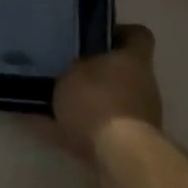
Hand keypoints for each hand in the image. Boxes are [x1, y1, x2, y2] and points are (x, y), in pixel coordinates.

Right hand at [51, 25, 162, 163]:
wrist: (117, 155)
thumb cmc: (97, 100)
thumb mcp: (73, 72)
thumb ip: (73, 67)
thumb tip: (71, 66)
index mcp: (135, 59)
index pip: (138, 35)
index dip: (119, 32)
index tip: (95, 36)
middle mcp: (143, 85)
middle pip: (122, 71)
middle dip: (97, 72)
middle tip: (65, 69)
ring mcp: (139, 116)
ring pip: (109, 101)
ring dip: (87, 102)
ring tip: (51, 101)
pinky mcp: (127, 144)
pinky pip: (95, 129)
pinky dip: (73, 128)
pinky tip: (44, 126)